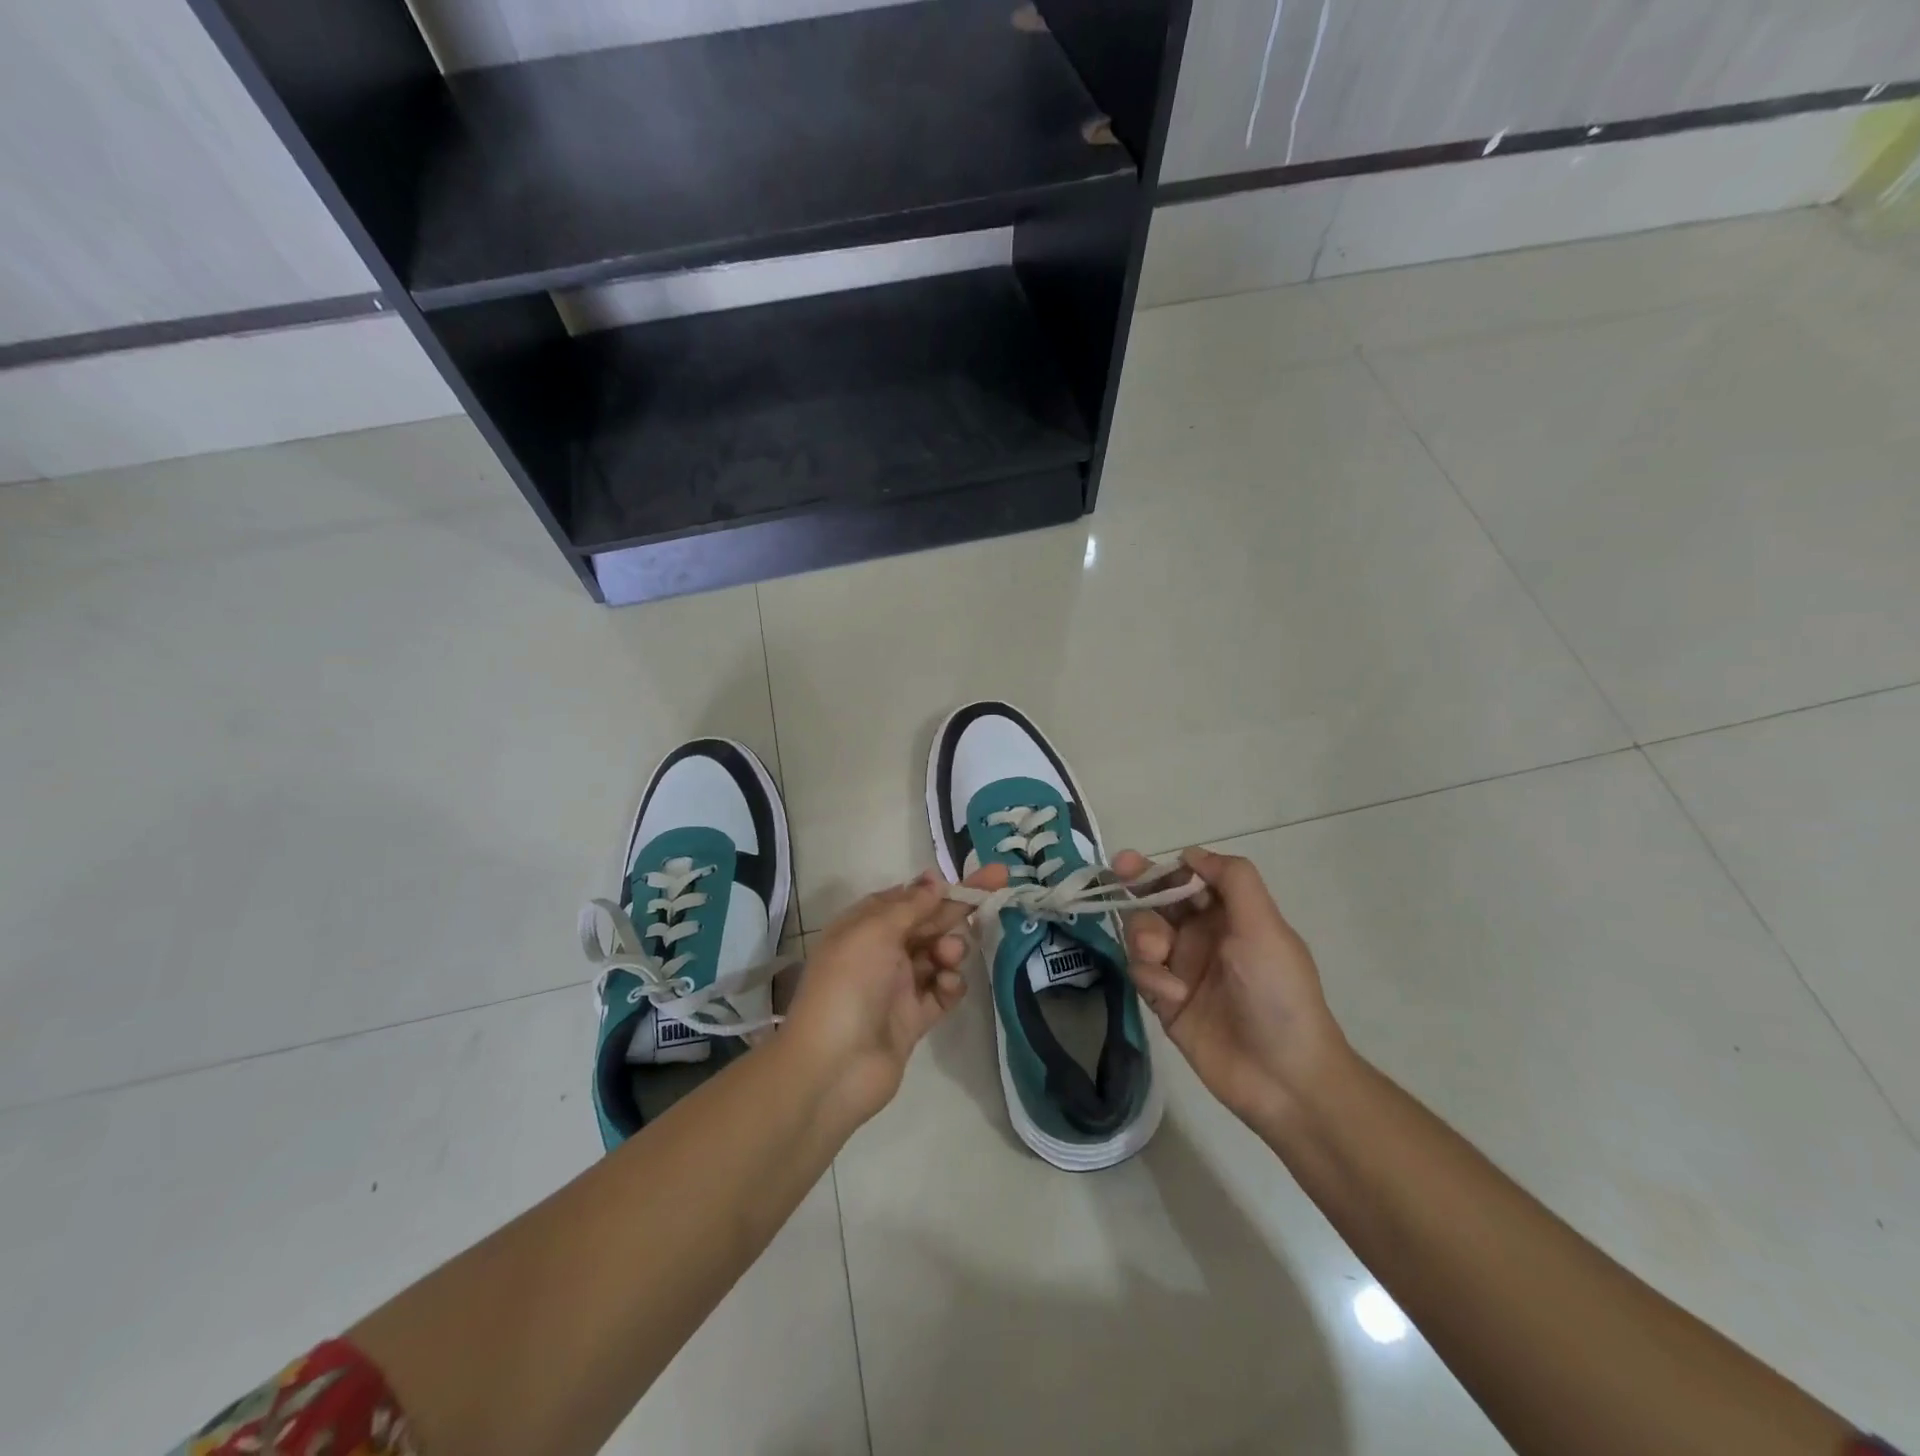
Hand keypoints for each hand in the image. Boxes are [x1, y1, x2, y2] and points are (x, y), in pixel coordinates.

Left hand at [783, 865, 1007, 1125]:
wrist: (833, 1067)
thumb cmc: (848, 985)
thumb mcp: (874, 931)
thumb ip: (910, 905)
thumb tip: (934, 880)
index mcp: (864, 926)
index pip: (907, 898)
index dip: (938, 888)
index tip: (972, 879)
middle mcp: (881, 952)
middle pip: (927, 923)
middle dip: (958, 908)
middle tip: (996, 890)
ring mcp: (898, 986)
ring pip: (938, 955)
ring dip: (951, 948)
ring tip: (950, 955)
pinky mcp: (914, 1019)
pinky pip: (941, 992)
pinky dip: (950, 985)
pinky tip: (948, 985)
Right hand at [1114, 847, 1349, 1133]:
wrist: (1284, 1077)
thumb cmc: (1278, 993)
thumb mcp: (1265, 927)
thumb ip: (1232, 880)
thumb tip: (1192, 854)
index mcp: (1230, 915)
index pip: (1187, 879)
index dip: (1160, 868)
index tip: (1131, 864)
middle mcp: (1203, 936)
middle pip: (1157, 901)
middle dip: (1138, 889)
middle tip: (1115, 876)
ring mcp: (1182, 968)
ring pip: (1142, 933)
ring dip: (1144, 934)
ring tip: (1160, 955)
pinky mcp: (1166, 1001)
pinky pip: (1141, 972)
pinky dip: (1150, 976)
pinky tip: (1172, 994)